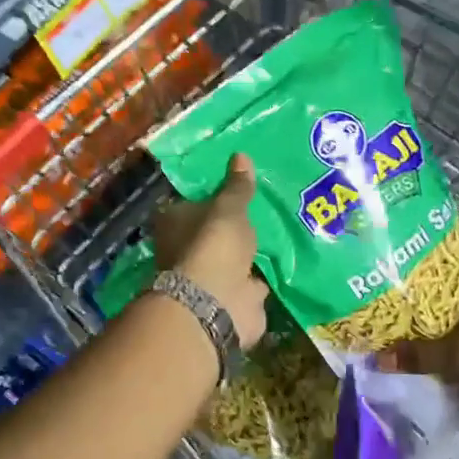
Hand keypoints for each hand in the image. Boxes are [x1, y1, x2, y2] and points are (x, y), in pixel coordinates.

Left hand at [152, 153, 268, 348]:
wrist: (217, 303)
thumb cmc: (214, 245)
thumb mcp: (229, 208)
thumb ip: (237, 186)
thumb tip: (240, 154)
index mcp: (175, 222)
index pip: (190, 203)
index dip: (209, 196)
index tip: (233, 187)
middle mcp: (187, 249)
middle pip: (211, 232)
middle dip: (231, 227)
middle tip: (261, 209)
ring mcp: (209, 277)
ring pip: (232, 259)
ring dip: (249, 253)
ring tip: (276, 232)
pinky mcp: (232, 299)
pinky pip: (251, 282)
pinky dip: (263, 277)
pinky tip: (283, 263)